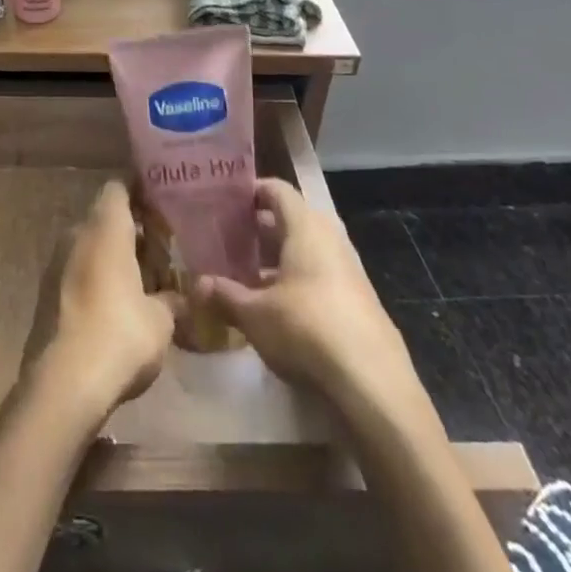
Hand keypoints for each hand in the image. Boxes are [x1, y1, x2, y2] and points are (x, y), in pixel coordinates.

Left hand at [22, 181, 177, 423]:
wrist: (62, 384)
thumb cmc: (119, 335)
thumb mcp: (161, 320)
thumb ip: (172, 299)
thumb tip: (183, 296)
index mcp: (105, 227)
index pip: (119, 187)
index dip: (140, 191)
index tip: (162, 204)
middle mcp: (77, 234)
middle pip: (106, 219)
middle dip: (132, 232)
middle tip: (163, 251)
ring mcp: (56, 263)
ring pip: (91, 247)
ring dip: (114, 259)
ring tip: (146, 283)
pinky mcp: (46, 293)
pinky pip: (78, 272)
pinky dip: (98, 280)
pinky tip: (119, 308)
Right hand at [194, 179, 412, 397]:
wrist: (373, 382)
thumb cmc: (307, 328)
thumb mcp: (255, 314)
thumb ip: (225, 295)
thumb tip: (197, 285)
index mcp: (305, 227)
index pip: (277, 190)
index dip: (251, 191)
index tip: (227, 202)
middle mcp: (329, 238)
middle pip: (291, 219)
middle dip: (260, 229)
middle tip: (229, 240)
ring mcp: (348, 268)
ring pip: (306, 249)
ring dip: (278, 258)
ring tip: (247, 274)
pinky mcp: (359, 299)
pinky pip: (321, 274)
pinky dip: (297, 279)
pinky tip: (277, 306)